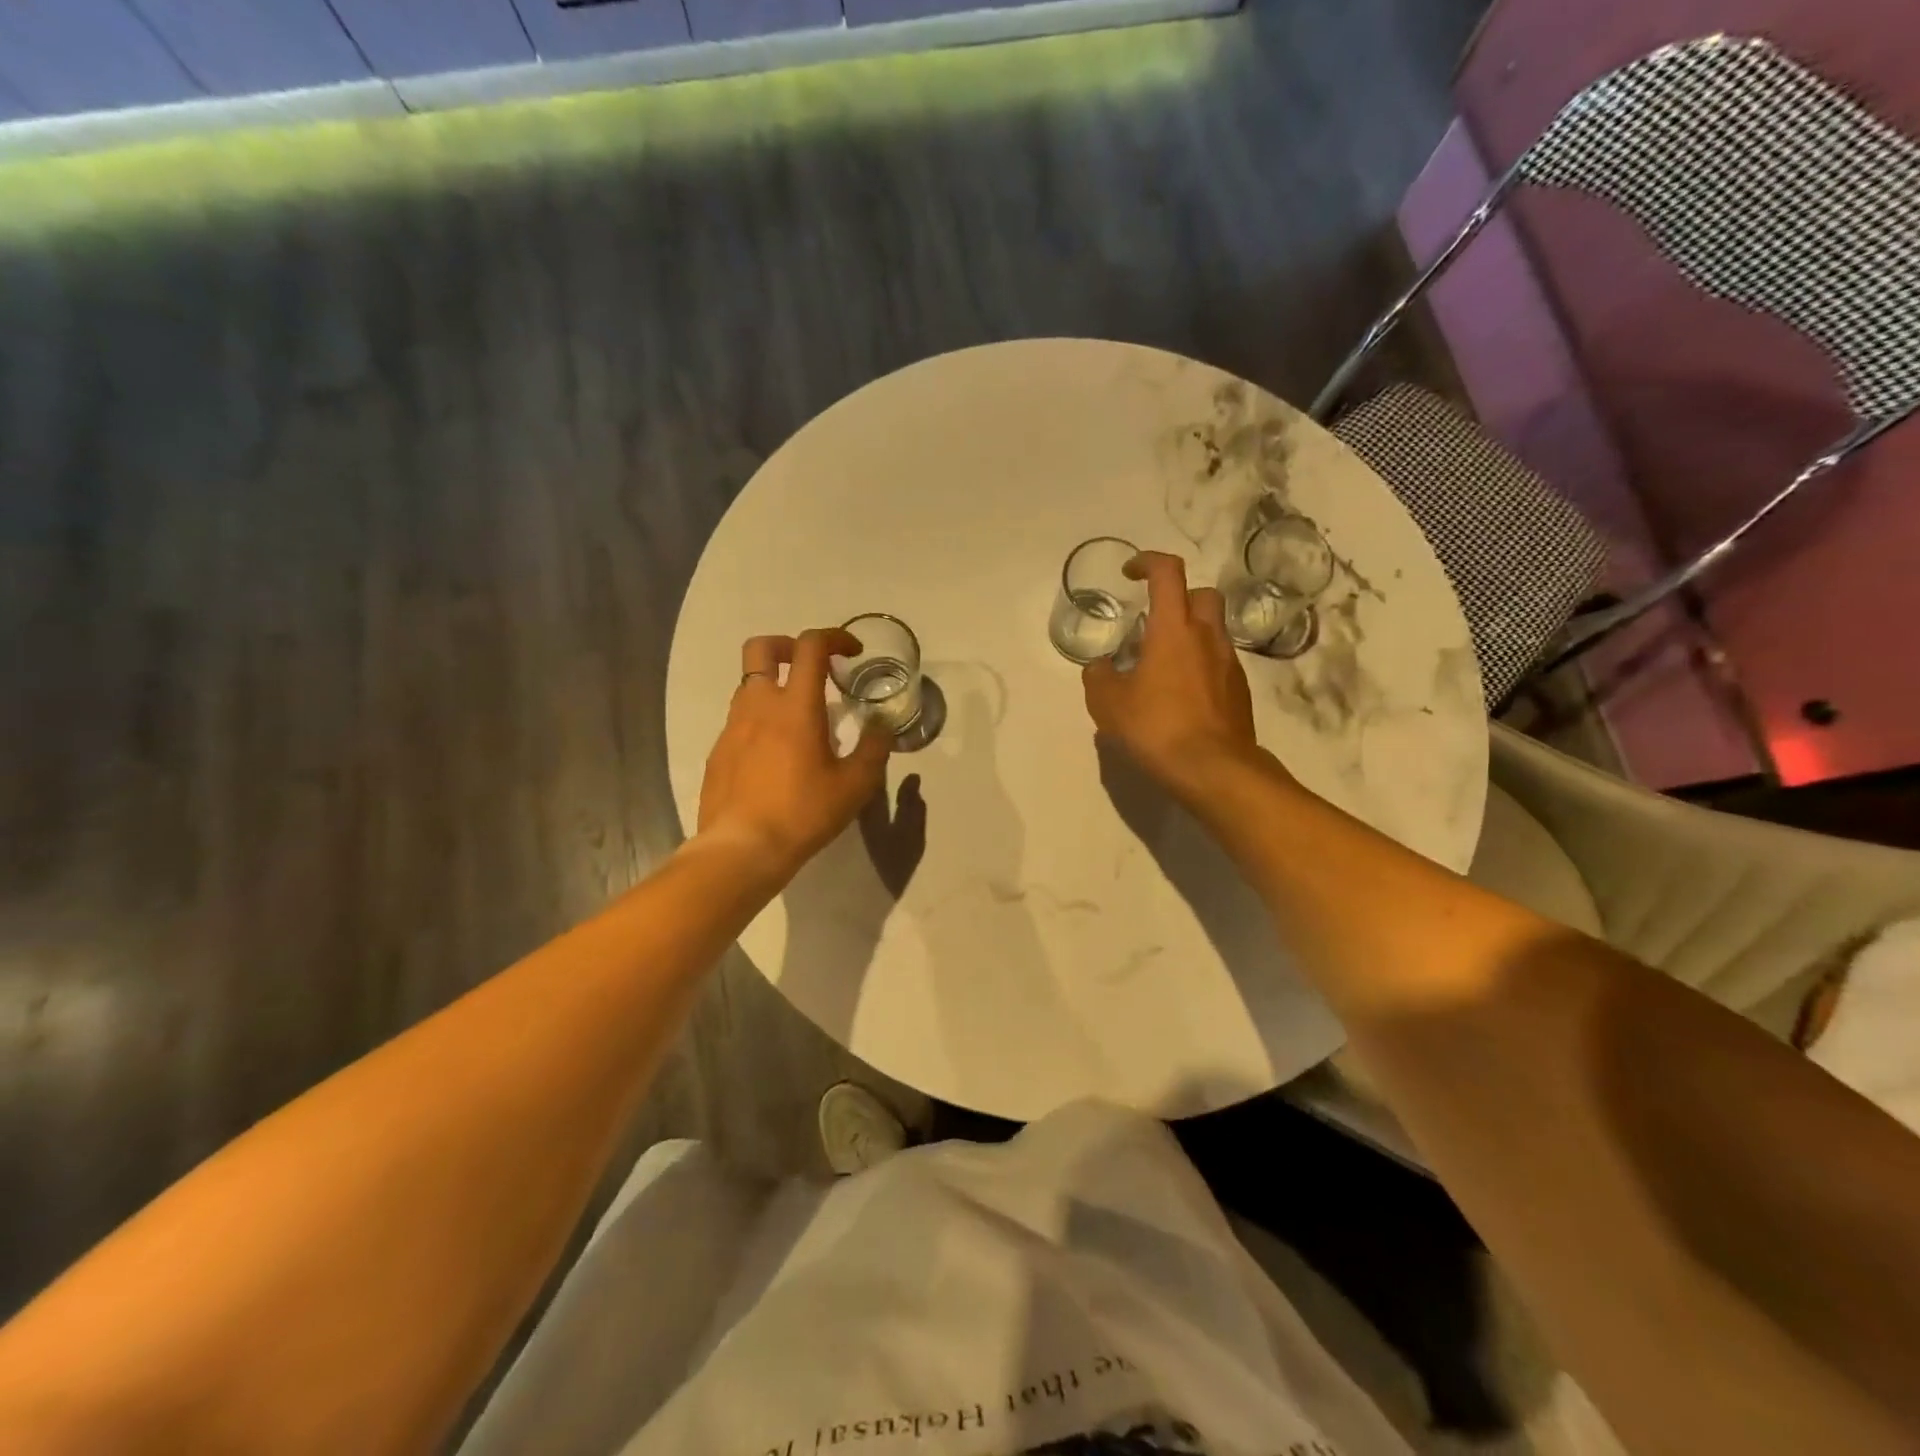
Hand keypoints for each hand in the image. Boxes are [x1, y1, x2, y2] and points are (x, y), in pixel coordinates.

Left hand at [698, 629, 892, 875]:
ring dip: (774, 686)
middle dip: (788, 645)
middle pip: (762, 647)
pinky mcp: (718, 751)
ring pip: (749, 685)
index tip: (851, 652)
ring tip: (798, 720)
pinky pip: (739, 720)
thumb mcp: (855, 786)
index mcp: (796, 706)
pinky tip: (775, 756)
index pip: (810, 646)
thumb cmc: (803, 813)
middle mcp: (759, 705)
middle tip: (811, 668)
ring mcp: (732, 727)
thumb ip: (874, 749)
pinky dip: (759, 721)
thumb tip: (881, 727)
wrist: (742, 849)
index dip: (834, 637)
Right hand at [1082, 552, 1262, 803]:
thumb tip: (1101, 667)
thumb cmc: (1156, 727)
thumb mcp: (1108, 704)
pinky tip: (1180, 697)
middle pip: (1202, 595)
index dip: (1148, 562)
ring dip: (1189, 636)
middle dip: (1178, 598)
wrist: (1214, 769)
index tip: (1130, 573)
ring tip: (1161, 668)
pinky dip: (1200, 666)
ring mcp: (1229, 663)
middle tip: (1153, 622)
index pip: (1167, 572)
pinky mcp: (1240, 691)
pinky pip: (1218, 663)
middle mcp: (1207, 637)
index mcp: (1174, 628)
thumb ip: (1099, 677)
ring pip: (1212, 631)